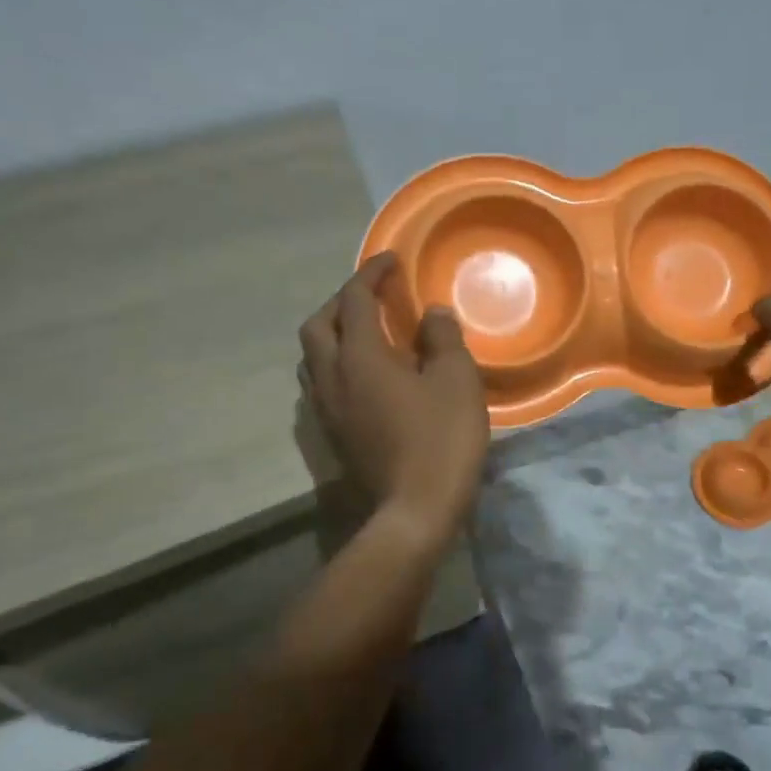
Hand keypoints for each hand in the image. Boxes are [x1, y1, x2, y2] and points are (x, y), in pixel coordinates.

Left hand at [299, 253, 490, 548]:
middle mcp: (332, 377)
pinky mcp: (333, 434)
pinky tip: (366, 375)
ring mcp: (327, 410)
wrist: (415, 511)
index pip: (355, 299)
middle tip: (373, 295)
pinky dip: (337, 363)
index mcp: (360, 357)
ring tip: (365, 332)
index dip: (372, 273)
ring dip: (333, 333)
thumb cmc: (441, 438)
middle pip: (318, 325)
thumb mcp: (457, 380)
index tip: (392, 260)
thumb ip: (443, 338)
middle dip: (342, 300)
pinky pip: (322, 383)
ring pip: (313, 356)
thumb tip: (431, 313)